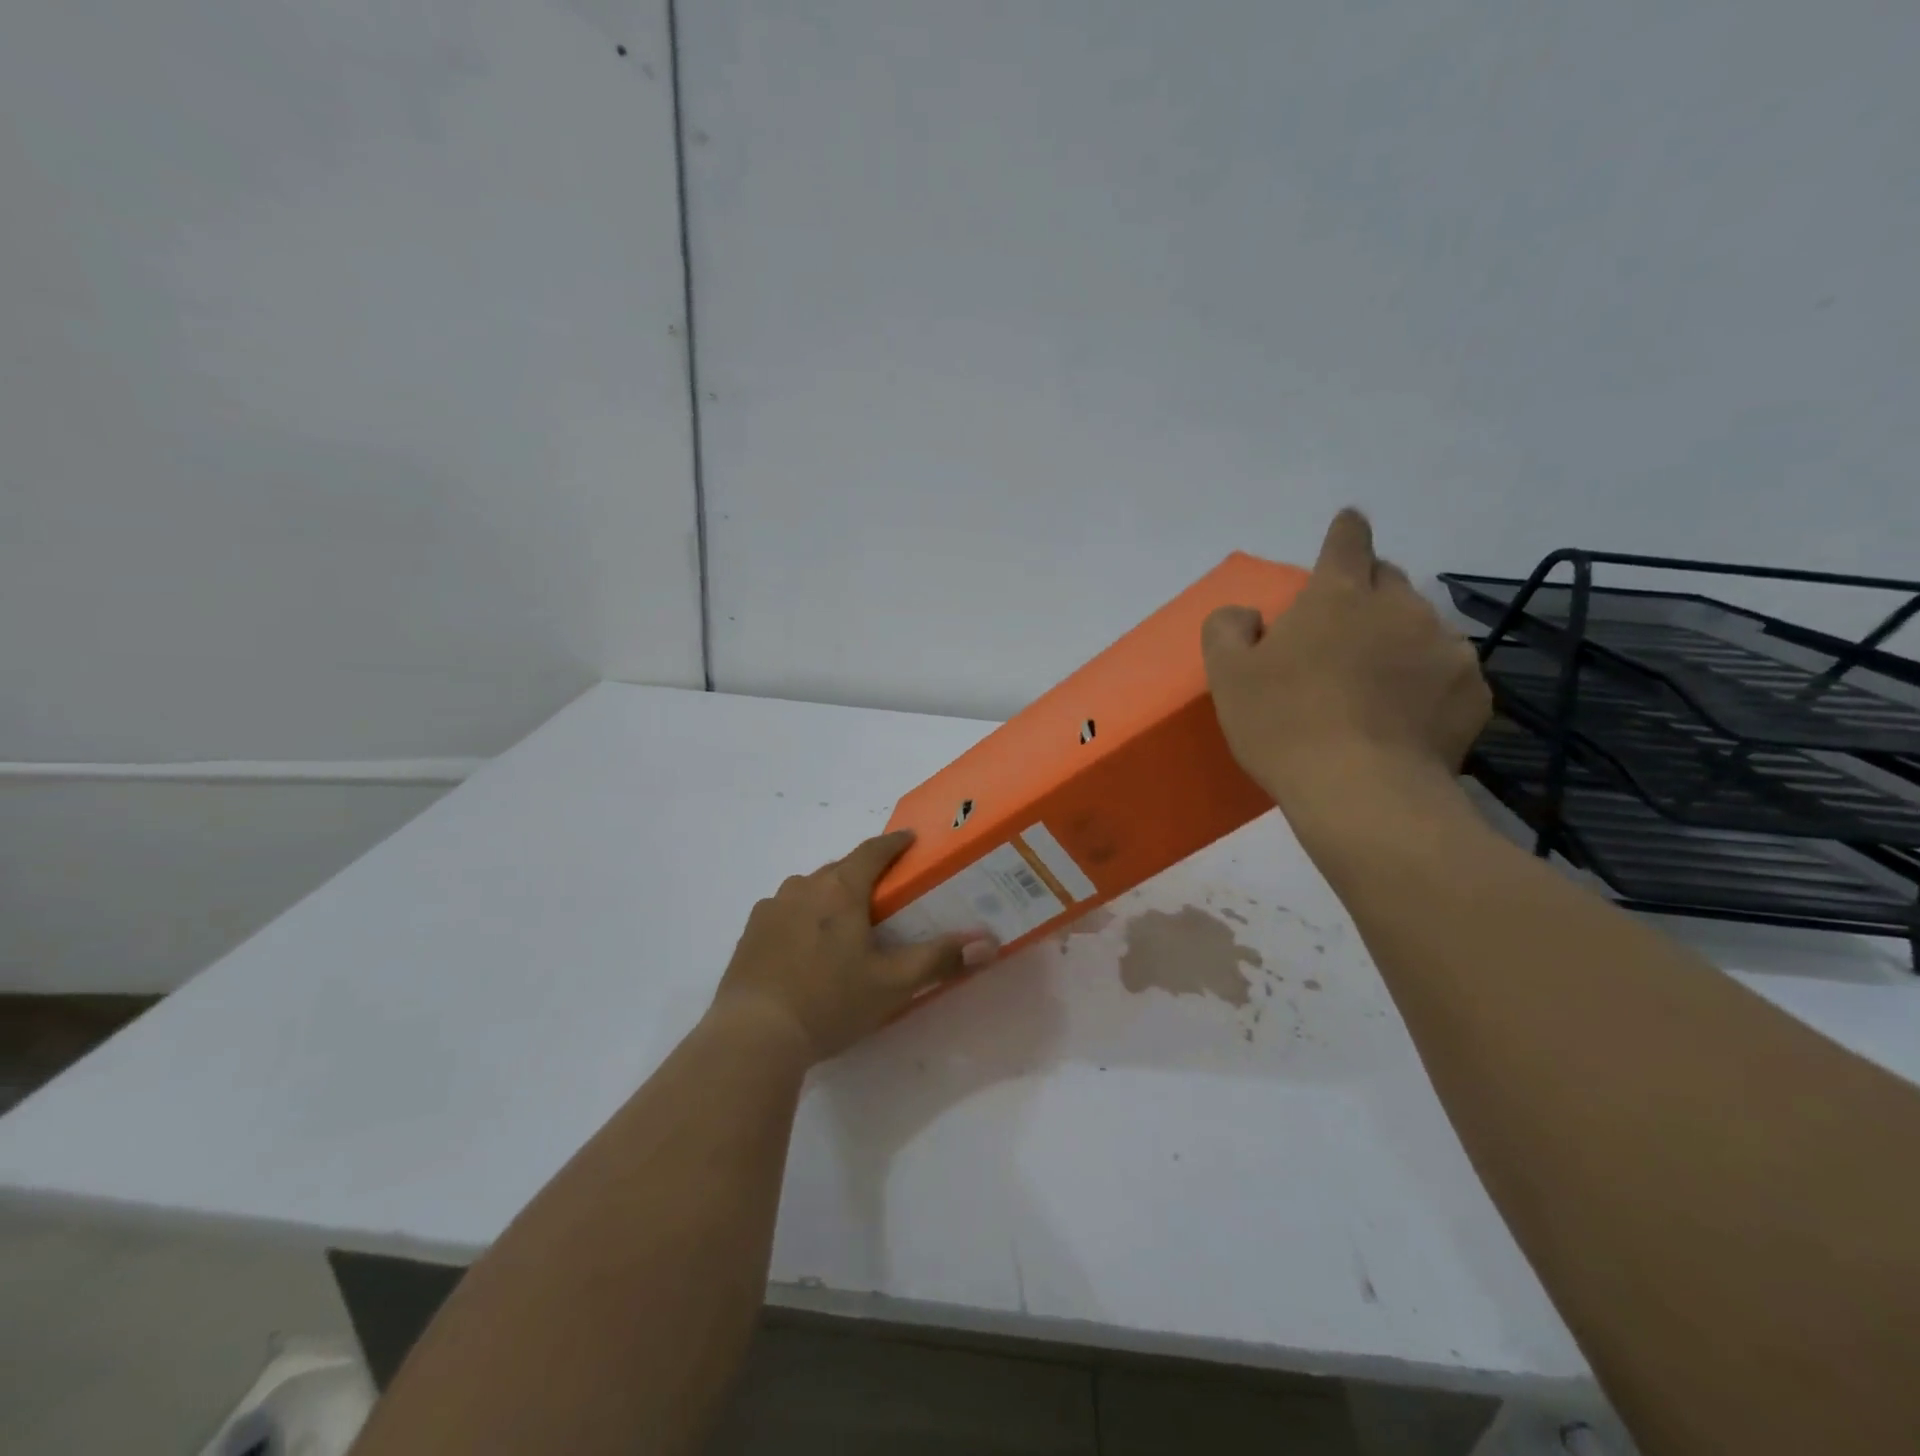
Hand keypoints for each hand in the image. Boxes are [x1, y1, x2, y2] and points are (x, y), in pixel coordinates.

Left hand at [711, 831, 996, 1063]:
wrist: (753, 1035)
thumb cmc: (830, 1001)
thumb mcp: (893, 984)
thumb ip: (940, 959)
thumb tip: (988, 942)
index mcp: (840, 889)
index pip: (872, 851)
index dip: (894, 843)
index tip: (909, 839)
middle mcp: (803, 887)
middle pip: (840, 869)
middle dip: (863, 875)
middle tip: (883, 896)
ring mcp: (772, 908)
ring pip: (809, 889)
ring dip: (829, 896)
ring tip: (844, 925)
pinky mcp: (750, 932)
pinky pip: (785, 912)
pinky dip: (801, 918)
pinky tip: (806, 949)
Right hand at [1202, 509, 1490, 810]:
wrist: (1361, 792)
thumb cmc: (1284, 725)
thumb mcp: (1227, 676)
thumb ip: (1227, 629)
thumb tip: (1246, 615)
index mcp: (1338, 595)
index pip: (1347, 540)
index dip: (1345, 532)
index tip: (1347, 527)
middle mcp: (1400, 607)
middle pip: (1388, 579)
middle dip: (1367, 592)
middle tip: (1341, 631)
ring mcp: (1445, 648)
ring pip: (1421, 627)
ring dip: (1398, 640)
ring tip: (1375, 686)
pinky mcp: (1473, 692)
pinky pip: (1447, 674)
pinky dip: (1427, 684)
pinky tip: (1404, 719)